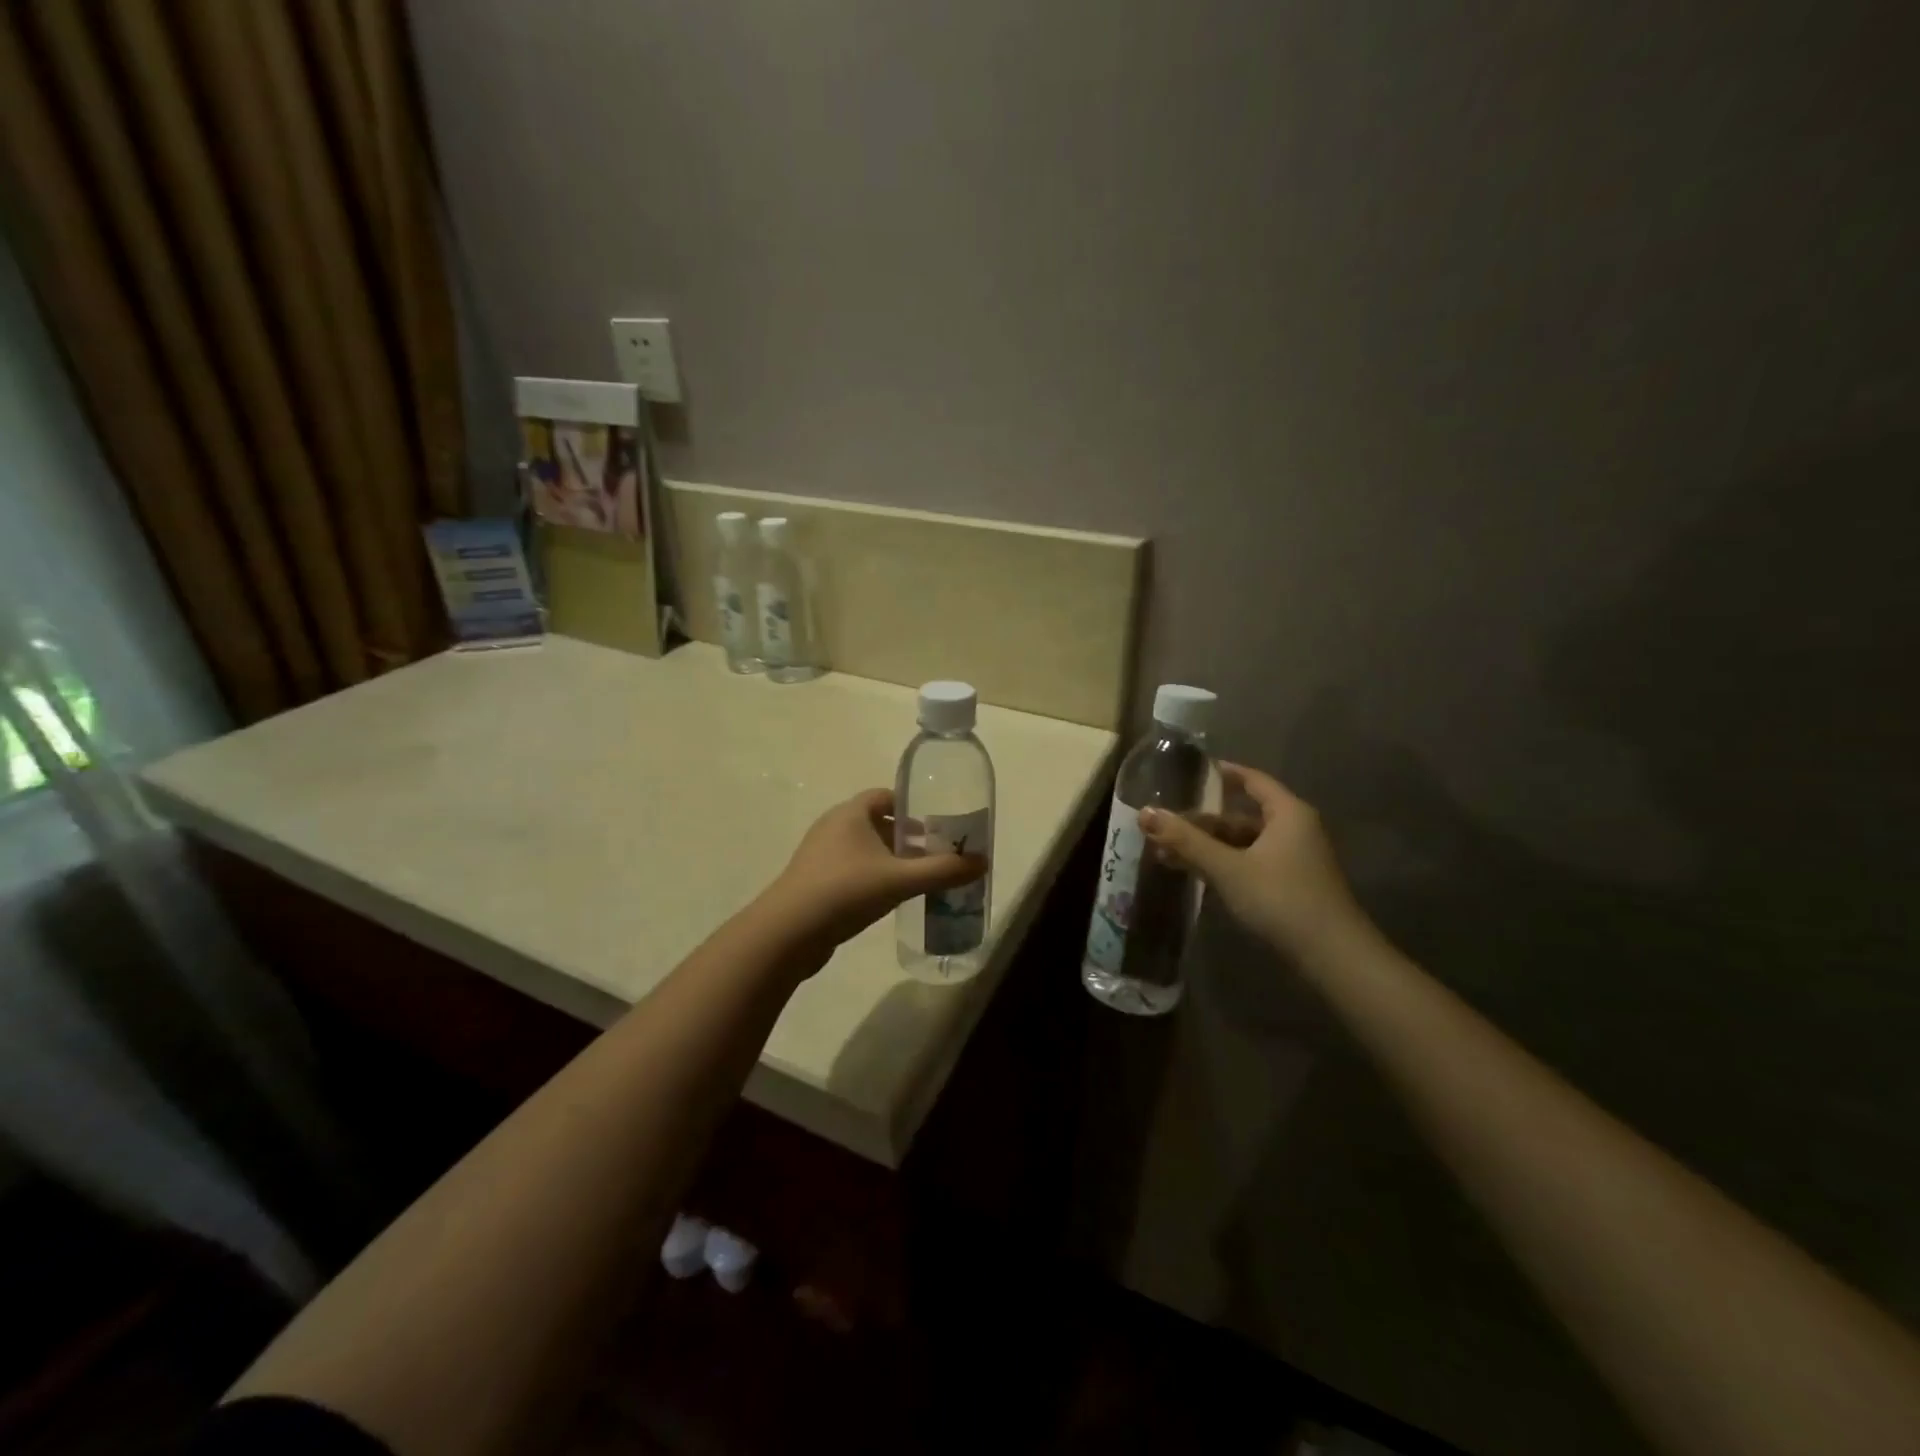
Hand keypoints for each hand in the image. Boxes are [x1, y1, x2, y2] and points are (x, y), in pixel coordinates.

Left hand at [764, 788, 987, 953]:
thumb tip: (982, 862)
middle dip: (905, 836)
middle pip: (876, 822)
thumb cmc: (846, 892)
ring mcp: (819, 854)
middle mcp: (833, 826)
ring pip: (863, 847)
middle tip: (934, 853)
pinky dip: (871, 875)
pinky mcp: (813, 880)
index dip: (911, 807)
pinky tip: (888, 897)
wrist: (788, 932)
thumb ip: (943, 871)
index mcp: (851, 813)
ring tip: (916, 877)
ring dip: (889, 858)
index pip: (885, 796)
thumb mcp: (900, 880)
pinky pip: (850, 868)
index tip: (936, 824)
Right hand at [1140, 763, 1362, 957]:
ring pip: (1244, 843)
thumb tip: (1145, 813)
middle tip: (1165, 825)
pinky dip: (1224, 864)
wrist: (1332, 956)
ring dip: (1209, 846)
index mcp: (1287, 813)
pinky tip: (1197, 874)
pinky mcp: (1291, 884)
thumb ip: (1186, 840)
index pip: (1251, 779)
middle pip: (1242, 815)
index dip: (1221, 773)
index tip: (1188, 772)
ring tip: (1168, 853)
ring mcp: (1294, 859)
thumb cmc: (1281, 899)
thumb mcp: (1228, 868)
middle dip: (1202, 822)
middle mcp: (1294, 829)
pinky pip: (1251, 862)